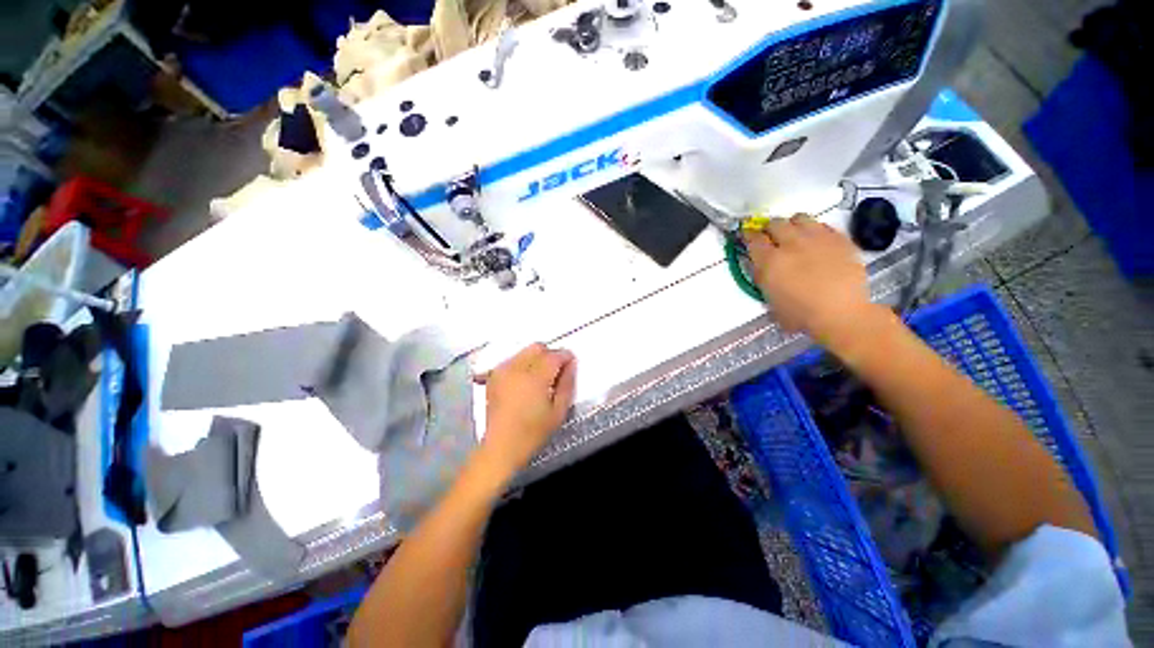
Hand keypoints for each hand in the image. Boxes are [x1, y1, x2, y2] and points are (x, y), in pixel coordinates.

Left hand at [475, 344, 576, 475]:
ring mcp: (502, 371)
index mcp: (535, 378)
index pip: (554, 355)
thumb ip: (567, 384)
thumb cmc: (532, 433)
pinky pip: (512, 360)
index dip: (566, 356)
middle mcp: (516, 369)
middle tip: (557, 370)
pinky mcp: (494, 377)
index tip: (571, 363)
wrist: (501, 447)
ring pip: (524, 351)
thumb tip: (571, 364)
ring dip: (536, 358)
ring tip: (541, 377)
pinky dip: (521, 363)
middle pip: (537, 348)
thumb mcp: (558, 412)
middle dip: (550, 354)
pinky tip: (525, 379)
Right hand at [743, 215, 876, 346]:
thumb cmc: (800, 314)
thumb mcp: (770, 300)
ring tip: (794, 234)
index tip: (747, 236)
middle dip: (770, 228)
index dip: (748, 236)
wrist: (841, 313)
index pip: (754, 239)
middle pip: (775, 223)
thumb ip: (763, 279)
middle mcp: (791, 244)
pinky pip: (823, 225)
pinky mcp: (839, 239)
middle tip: (771, 236)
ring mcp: (817, 239)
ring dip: (793, 224)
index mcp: (770, 261)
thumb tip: (761, 266)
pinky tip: (816, 240)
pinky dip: (815, 230)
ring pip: (799, 218)